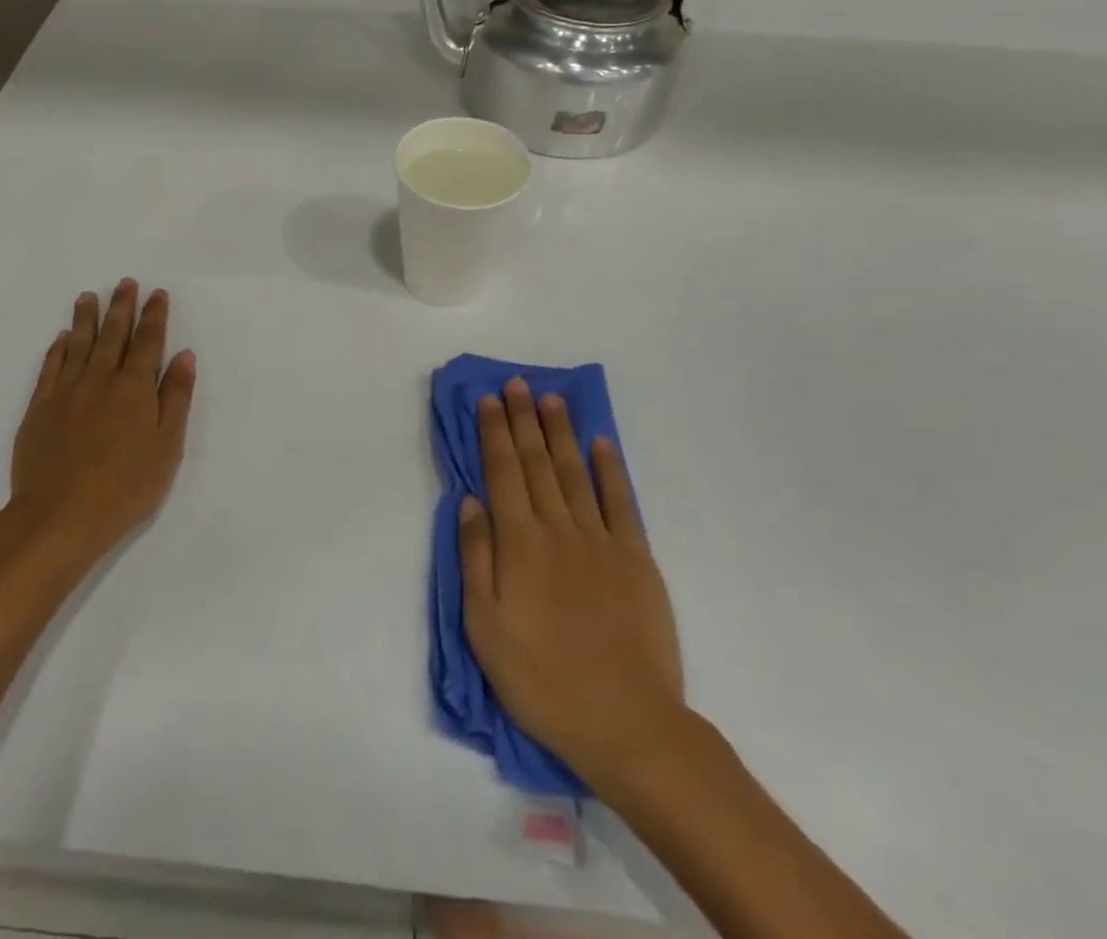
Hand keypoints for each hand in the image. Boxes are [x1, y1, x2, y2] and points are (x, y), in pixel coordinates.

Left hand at [7, 280, 196, 563]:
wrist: (58, 517)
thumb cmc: (125, 487)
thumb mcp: (167, 446)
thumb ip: (176, 398)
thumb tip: (184, 355)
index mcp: (134, 388)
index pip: (148, 342)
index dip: (154, 316)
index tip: (156, 293)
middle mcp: (100, 380)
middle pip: (113, 335)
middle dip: (121, 307)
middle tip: (125, 283)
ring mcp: (66, 392)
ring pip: (79, 344)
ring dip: (86, 318)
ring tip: (89, 296)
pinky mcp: (39, 409)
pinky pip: (50, 367)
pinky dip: (58, 348)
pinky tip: (62, 338)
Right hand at [458, 378, 684, 784]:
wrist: (625, 722)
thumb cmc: (542, 679)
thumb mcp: (485, 627)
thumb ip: (476, 558)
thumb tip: (470, 501)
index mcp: (519, 543)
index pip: (503, 472)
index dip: (494, 432)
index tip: (488, 399)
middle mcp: (558, 528)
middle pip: (537, 462)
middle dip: (523, 419)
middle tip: (516, 383)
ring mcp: (601, 540)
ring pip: (575, 472)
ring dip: (560, 432)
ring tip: (550, 399)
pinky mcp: (636, 558)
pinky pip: (621, 502)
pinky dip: (610, 469)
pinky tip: (601, 443)